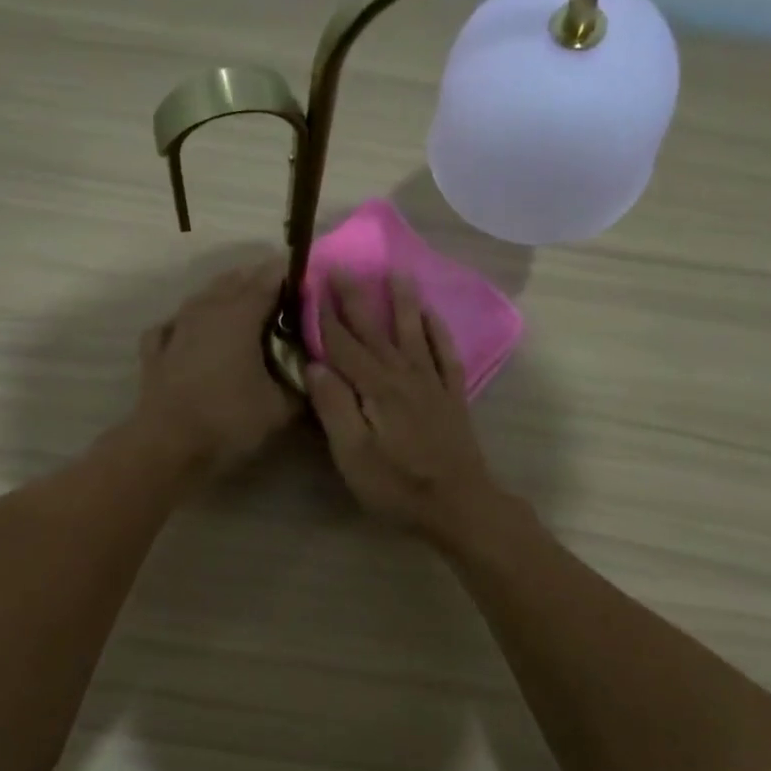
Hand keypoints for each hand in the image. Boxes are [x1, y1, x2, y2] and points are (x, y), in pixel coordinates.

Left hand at [133, 257, 297, 476]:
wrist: (169, 447)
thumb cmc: (230, 420)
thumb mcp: (282, 407)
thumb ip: (304, 384)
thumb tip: (318, 371)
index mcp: (240, 314)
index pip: (270, 278)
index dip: (292, 275)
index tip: (311, 281)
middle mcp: (206, 309)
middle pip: (236, 280)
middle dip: (261, 281)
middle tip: (285, 297)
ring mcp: (176, 327)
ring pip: (204, 297)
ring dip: (226, 296)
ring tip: (247, 310)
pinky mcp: (155, 350)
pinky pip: (175, 323)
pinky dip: (190, 322)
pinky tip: (195, 333)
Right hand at [305, 272, 499, 538]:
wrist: (459, 504)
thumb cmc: (398, 486)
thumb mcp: (353, 456)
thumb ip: (334, 408)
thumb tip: (315, 365)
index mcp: (376, 388)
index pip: (343, 344)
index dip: (324, 316)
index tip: (311, 285)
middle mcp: (404, 375)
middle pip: (375, 330)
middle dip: (356, 298)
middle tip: (343, 266)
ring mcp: (432, 383)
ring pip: (413, 332)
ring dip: (403, 301)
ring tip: (396, 272)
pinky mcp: (452, 396)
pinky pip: (445, 354)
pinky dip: (437, 331)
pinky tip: (432, 315)